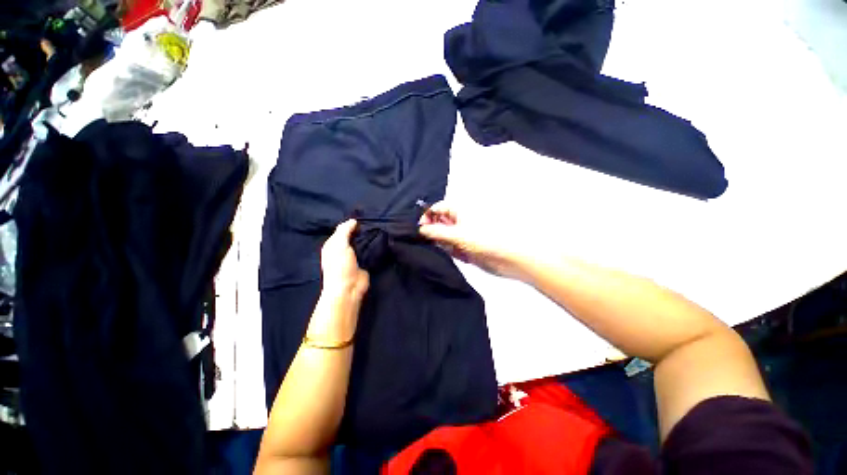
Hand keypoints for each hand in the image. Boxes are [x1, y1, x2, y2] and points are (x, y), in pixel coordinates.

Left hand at [308, 220, 369, 341]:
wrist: (349, 288)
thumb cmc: (340, 266)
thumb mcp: (339, 245)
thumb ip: (344, 231)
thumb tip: (353, 220)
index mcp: (332, 245)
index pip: (342, 230)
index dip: (350, 224)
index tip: (363, 216)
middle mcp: (342, 250)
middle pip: (352, 236)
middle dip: (360, 230)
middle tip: (373, 221)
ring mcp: (354, 257)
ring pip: (361, 243)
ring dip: (367, 238)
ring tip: (379, 228)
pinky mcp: (364, 263)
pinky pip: (368, 251)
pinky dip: (373, 246)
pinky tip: (380, 240)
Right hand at [419, 201, 531, 279]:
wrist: (507, 258)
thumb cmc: (483, 240)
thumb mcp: (457, 235)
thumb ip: (436, 232)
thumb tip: (420, 230)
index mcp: (459, 211)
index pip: (437, 208)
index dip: (427, 216)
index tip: (420, 230)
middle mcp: (459, 221)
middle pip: (439, 222)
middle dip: (432, 231)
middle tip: (426, 242)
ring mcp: (461, 234)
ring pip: (444, 236)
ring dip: (441, 243)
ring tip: (444, 248)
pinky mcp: (464, 247)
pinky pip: (451, 247)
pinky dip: (449, 251)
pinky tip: (454, 254)